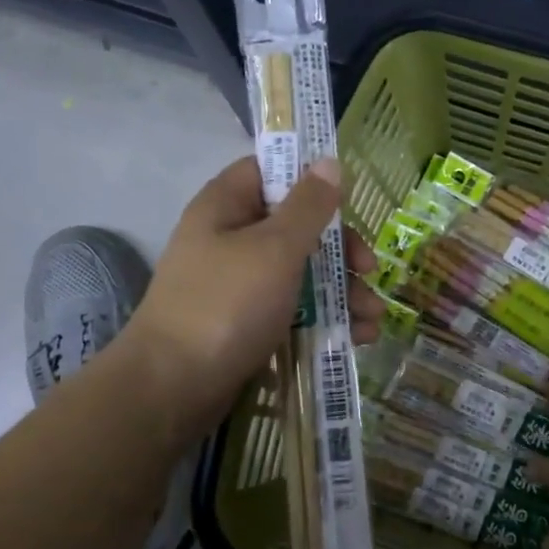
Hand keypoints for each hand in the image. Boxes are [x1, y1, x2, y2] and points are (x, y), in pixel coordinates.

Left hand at [126, 156, 382, 436]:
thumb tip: (329, 162)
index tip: (347, 198)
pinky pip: (294, 311)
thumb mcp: (275, 248)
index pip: (269, 170)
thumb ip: (308, 206)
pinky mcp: (248, 325)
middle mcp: (231, 240)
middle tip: (370, 270)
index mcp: (227, 207)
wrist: (175, 386)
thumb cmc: (227, 303)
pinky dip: (326, 320)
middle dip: (341, 251)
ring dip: (343, 292)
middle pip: (297, 228)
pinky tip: (358, 338)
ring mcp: (239, 286)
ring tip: (373, 319)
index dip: (309, 178)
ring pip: (301, 274)